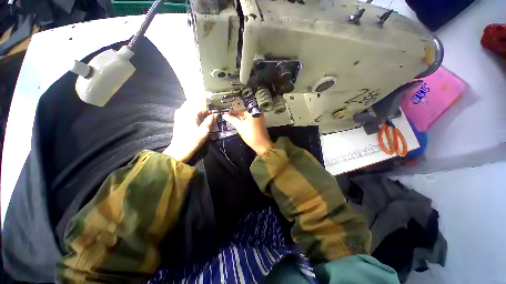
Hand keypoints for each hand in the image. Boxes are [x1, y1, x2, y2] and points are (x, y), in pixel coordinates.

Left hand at [164, 102, 215, 162]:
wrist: (180, 149)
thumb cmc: (193, 140)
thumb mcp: (205, 131)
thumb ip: (210, 120)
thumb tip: (216, 114)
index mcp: (191, 113)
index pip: (202, 104)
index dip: (210, 107)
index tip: (216, 111)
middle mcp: (184, 110)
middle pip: (195, 102)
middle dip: (204, 105)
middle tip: (211, 111)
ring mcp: (179, 113)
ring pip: (191, 104)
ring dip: (199, 108)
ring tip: (206, 113)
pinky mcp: (178, 117)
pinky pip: (187, 109)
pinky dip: (194, 110)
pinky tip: (199, 116)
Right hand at [223, 111, 272, 154]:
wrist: (262, 145)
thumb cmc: (251, 134)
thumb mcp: (239, 126)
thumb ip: (231, 119)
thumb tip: (224, 114)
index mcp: (253, 112)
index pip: (241, 109)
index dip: (233, 112)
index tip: (226, 115)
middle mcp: (257, 113)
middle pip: (244, 113)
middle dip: (236, 116)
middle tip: (228, 119)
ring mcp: (259, 119)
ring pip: (247, 118)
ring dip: (240, 120)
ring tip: (232, 123)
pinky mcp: (259, 125)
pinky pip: (250, 122)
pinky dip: (245, 123)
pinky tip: (240, 127)